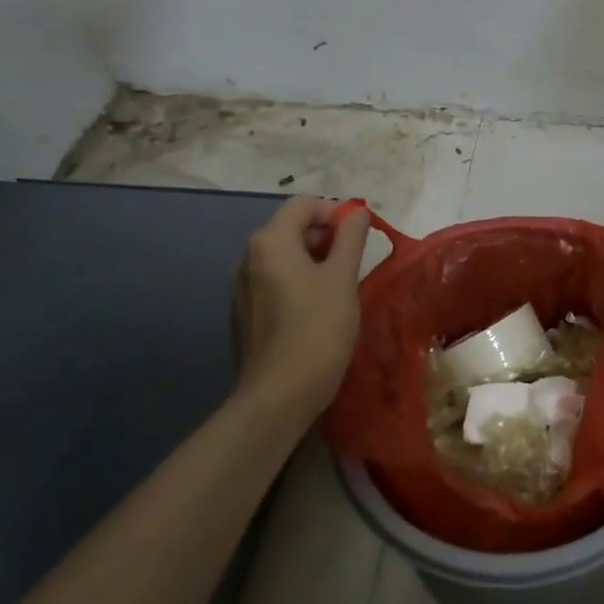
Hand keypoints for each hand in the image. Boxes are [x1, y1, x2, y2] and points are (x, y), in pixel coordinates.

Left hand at [233, 197, 371, 415]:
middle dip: (326, 236)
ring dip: (315, 260)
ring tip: (342, 283)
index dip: (335, 211)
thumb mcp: (342, 277)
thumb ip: (350, 238)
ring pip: (284, 257)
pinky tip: (320, 308)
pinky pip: (276, 282)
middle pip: (291, 228)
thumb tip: (357, 213)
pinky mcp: (246, 315)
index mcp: (270, 242)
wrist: (277, 398)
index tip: (361, 234)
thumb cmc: (316, 329)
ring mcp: (243, 289)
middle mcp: (249, 258)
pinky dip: (300, 282)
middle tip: (355, 259)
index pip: (304, 205)